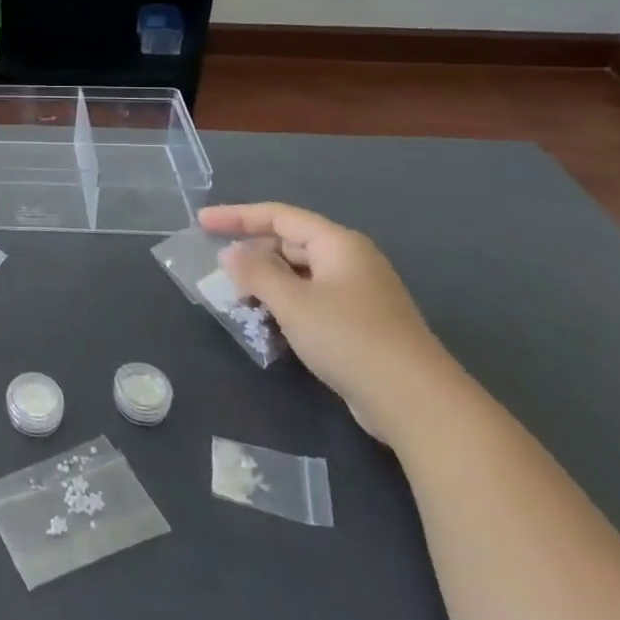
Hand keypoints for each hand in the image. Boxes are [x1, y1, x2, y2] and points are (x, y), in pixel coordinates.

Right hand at [199, 202, 467, 442]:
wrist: (418, 404)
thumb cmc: (351, 340)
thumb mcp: (293, 303)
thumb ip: (255, 273)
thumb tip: (230, 254)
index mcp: (338, 244)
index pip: (278, 216)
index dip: (236, 216)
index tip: (201, 223)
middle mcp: (350, 261)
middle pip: (289, 244)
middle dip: (252, 255)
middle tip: (218, 272)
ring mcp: (358, 293)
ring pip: (299, 275)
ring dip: (266, 283)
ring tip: (236, 300)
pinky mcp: (359, 324)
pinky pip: (311, 300)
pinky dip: (285, 305)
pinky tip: (267, 323)